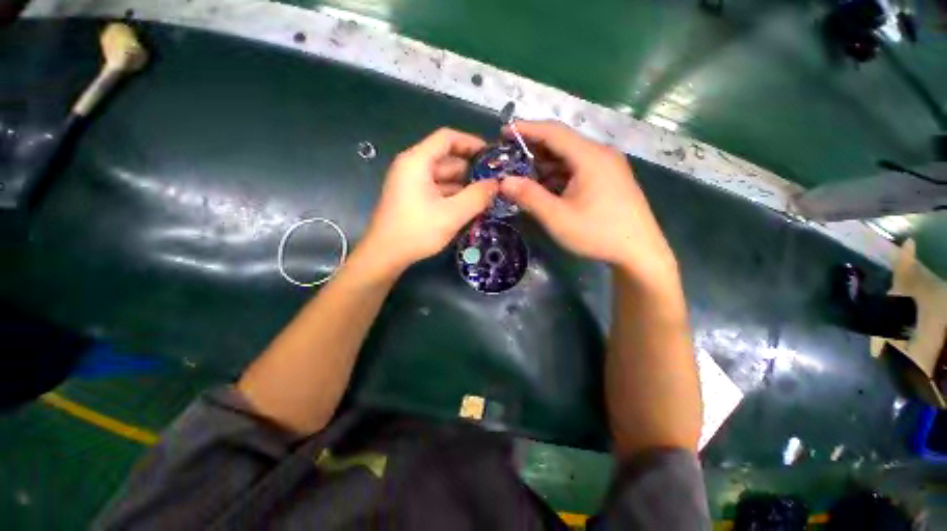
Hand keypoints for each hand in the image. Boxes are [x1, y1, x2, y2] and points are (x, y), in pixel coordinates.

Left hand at [362, 128, 498, 272]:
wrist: (385, 255)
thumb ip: (477, 197)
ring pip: (442, 177)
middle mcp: (412, 167)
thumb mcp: (452, 214)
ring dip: (463, 185)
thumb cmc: (417, 231)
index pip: (447, 138)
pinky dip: (452, 195)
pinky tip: (467, 207)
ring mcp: (410, 183)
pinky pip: (436, 189)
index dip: (470, 142)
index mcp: (417, 161)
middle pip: (446, 159)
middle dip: (470, 170)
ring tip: (485, 197)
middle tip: (493, 183)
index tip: (490, 155)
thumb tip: (496, 184)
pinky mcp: (411, 198)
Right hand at [500, 121, 677, 284]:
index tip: (503, 132)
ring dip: (545, 164)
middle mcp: (600, 154)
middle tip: (509, 160)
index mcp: (590, 156)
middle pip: (561, 142)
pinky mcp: (609, 178)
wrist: (640, 252)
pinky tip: (545, 187)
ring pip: (569, 157)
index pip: (553, 132)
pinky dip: (558, 174)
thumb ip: (529, 197)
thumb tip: (504, 182)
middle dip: (533, 150)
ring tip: (522, 176)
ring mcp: (607, 166)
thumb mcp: (558, 217)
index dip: (526, 129)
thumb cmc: (598, 233)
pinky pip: (578, 168)